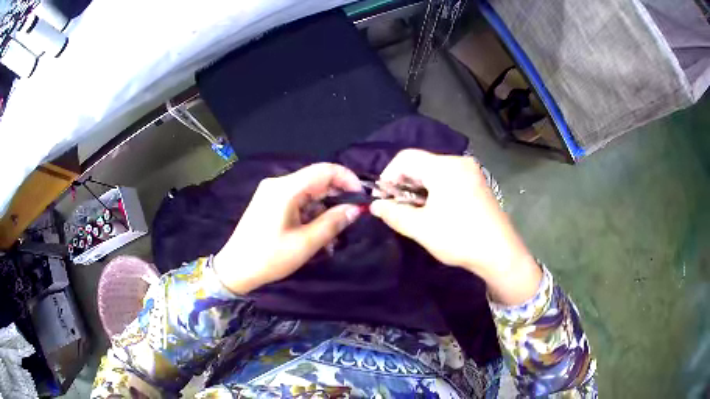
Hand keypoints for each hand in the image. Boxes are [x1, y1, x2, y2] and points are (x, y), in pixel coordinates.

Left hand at [213, 163, 362, 294]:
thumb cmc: (269, 257)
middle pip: (316, 181)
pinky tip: (316, 235)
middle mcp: (278, 184)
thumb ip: (333, 223)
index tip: (361, 197)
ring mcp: (272, 193)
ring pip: (308, 194)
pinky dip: (310, 215)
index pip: (324, 170)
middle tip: (351, 220)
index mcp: (285, 189)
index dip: (347, 179)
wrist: (235, 269)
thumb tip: (355, 209)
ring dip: (324, 212)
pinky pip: (297, 202)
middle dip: (337, 199)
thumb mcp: (305, 244)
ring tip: (332, 239)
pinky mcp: (270, 203)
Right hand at [370, 149, 540, 303]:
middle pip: (421, 163)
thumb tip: (375, 205)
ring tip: (415, 212)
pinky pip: (449, 178)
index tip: (383, 198)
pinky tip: (435, 210)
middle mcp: (459, 162)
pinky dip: (435, 189)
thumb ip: (394, 213)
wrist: (500, 253)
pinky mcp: (478, 183)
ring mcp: (471, 171)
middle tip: (397, 208)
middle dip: (404, 183)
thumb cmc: (459, 238)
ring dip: (419, 188)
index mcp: (444, 167)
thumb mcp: (421, 228)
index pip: (405, 158)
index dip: (388, 175)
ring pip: (434, 171)